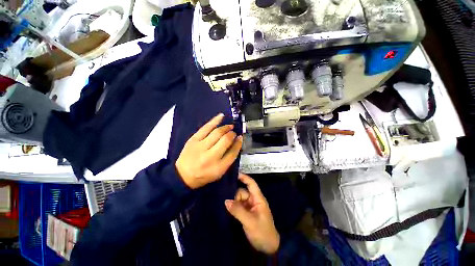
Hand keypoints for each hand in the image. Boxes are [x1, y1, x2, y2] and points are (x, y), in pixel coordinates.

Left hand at [176, 113, 242, 188]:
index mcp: (218, 167)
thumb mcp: (219, 172)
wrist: (183, 175)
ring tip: (230, 126)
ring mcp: (200, 147)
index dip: (238, 143)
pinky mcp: (193, 140)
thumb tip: (237, 141)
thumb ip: (229, 157)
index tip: (240, 138)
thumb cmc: (204, 175)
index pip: (233, 152)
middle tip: (234, 132)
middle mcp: (210, 157)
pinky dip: (215, 120)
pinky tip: (221, 116)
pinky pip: (206, 127)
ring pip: (217, 133)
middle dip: (232, 134)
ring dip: (226, 127)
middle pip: (225, 140)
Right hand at [225, 173, 279, 254]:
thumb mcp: (250, 221)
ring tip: (224, 205)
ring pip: (239, 199)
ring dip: (232, 202)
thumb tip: (226, 201)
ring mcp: (249, 207)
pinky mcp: (246, 214)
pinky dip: (233, 207)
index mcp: (258, 199)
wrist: (268, 248)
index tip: (234, 174)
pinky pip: (238, 206)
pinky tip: (226, 208)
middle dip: (234, 195)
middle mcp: (253, 201)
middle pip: (242, 192)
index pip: (251, 184)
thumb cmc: (263, 233)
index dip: (244, 177)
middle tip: (225, 201)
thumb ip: (238, 210)